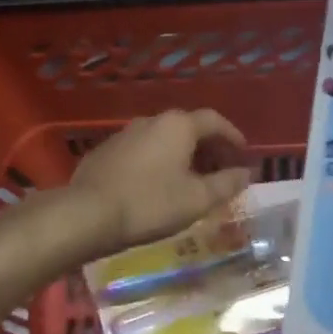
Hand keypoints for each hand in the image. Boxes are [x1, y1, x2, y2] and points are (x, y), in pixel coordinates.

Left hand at [68, 109, 252, 253]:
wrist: (87, 213)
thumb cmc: (150, 204)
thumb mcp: (197, 199)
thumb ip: (226, 184)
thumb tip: (245, 173)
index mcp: (178, 126)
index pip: (214, 120)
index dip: (232, 135)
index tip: (243, 152)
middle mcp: (152, 120)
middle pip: (188, 127)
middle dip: (208, 147)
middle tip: (220, 169)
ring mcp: (125, 133)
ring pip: (163, 138)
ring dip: (181, 154)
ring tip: (190, 179)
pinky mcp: (106, 150)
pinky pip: (142, 150)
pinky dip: (157, 161)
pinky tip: (156, 184)